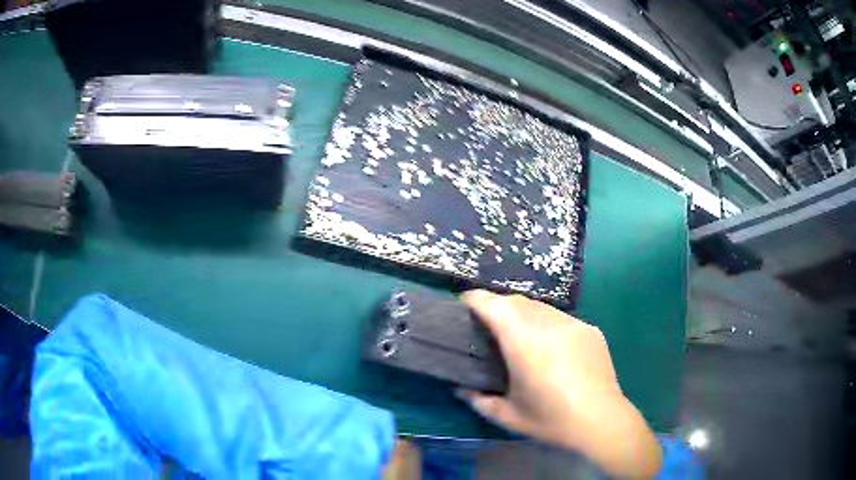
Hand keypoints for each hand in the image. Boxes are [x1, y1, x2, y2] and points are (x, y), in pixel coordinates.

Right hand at [460, 290, 662, 478]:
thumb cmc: (551, 419)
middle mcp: (548, 323)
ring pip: (540, 307)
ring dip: (523, 313)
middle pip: (516, 301)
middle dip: (497, 306)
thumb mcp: (508, 416)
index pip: (493, 305)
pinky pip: (561, 318)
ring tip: (518, 334)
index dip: (474, 299)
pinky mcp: (590, 329)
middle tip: (487, 325)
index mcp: (523, 341)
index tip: (463, 305)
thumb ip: (478, 400)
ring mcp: (572, 324)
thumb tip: (459, 388)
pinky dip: (547, 324)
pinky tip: (549, 347)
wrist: (601, 420)